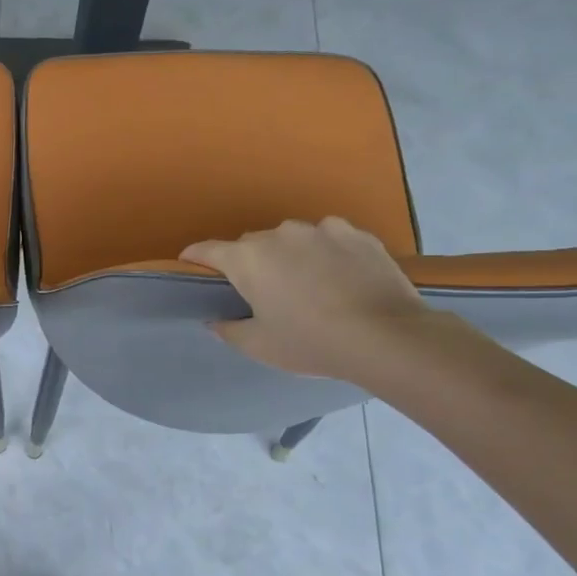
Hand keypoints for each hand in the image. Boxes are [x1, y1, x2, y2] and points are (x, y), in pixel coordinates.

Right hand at [181, 217, 438, 382]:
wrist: (386, 336)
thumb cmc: (310, 342)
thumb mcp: (259, 346)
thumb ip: (229, 329)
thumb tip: (216, 319)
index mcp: (247, 259)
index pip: (207, 250)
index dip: (194, 257)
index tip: (190, 266)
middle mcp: (279, 235)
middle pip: (252, 244)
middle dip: (250, 263)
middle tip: (262, 292)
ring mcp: (321, 229)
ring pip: (292, 239)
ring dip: (290, 255)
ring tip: (307, 284)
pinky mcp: (356, 233)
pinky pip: (329, 238)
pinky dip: (326, 252)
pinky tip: (340, 276)